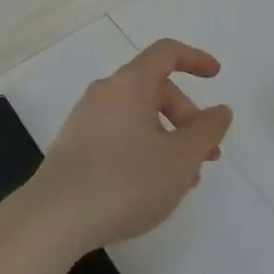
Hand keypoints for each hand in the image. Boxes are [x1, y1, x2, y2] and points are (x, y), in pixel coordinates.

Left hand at [23, 39, 233, 257]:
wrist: (53, 220)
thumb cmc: (125, 182)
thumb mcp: (180, 159)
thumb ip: (207, 131)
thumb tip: (220, 111)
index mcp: (130, 84)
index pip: (166, 53)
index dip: (195, 59)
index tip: (217, 76)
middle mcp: (105, 92)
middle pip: (155, 89)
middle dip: (187, 117)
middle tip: (206, 154)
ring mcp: (85, 119)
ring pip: (138, 116)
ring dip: (167, 138)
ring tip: (183, 178)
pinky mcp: (74, 146)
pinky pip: (119, 134)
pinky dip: (143, 148)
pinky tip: (151, 186)